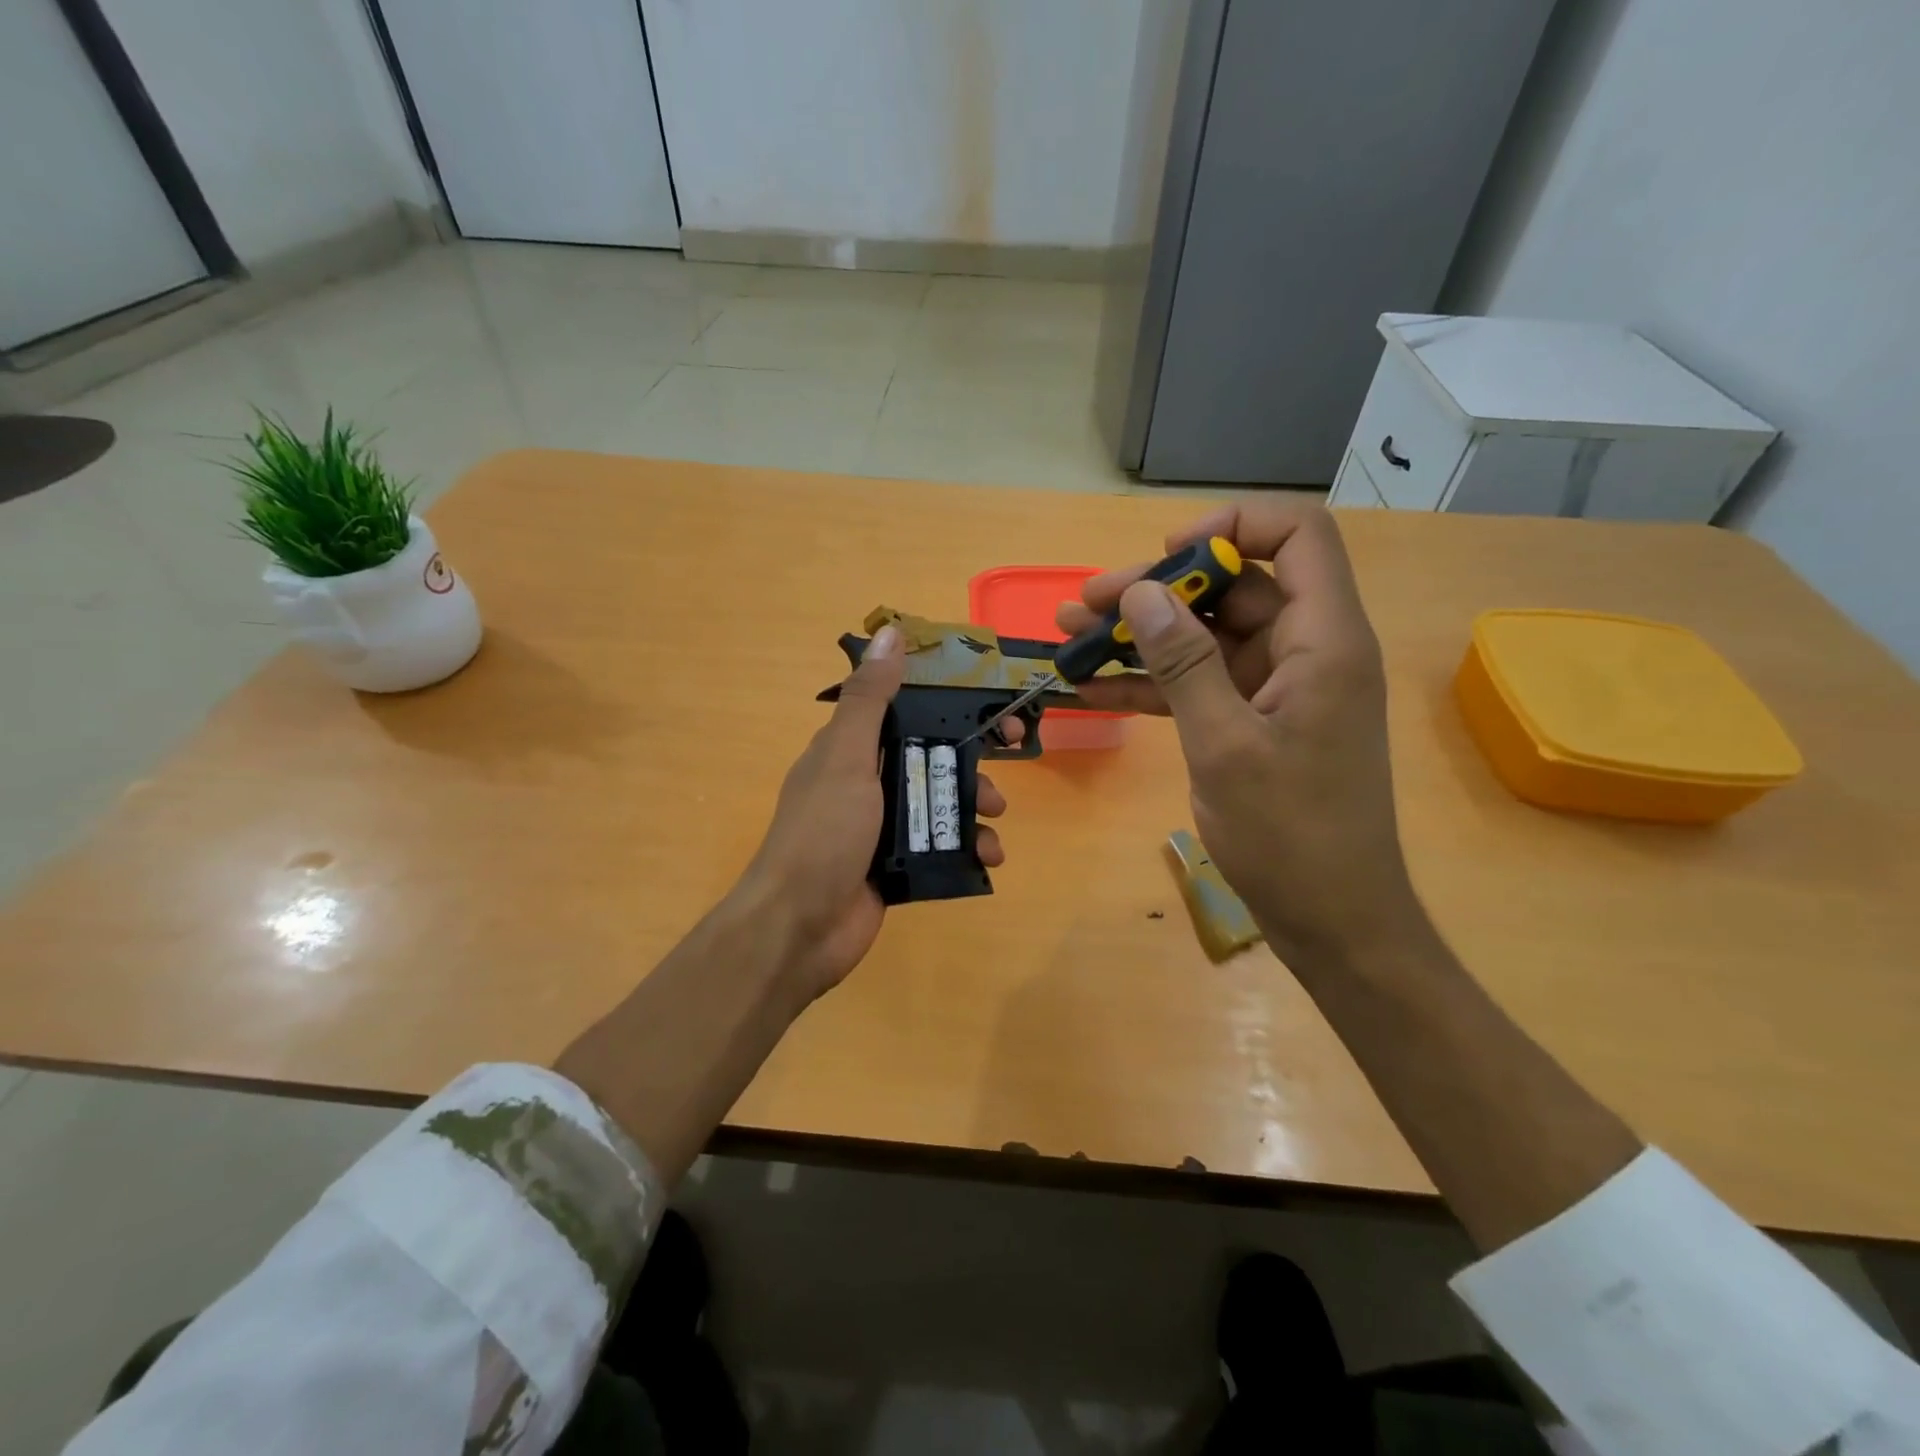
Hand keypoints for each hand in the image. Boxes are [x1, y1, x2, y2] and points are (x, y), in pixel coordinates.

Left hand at [739, 624, 1011, 999]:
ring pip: (941, 802)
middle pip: (930, 755)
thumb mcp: (846, 757)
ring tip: (995, 820)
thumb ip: (869, 699)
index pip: (905, 709)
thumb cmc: (823, 832)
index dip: (946, 701)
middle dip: (970, 757)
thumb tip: (890, 632)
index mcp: (850, 749)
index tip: (985, 699)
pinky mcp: (898, 866)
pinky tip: (989, 857)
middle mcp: (867, 782)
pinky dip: (969, 848)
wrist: (799, 927)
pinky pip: (942, 846)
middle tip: (1010, 754)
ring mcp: (883, 827)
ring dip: (975, 805)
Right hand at [1057, 503, 1415, 965]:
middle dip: (1157, 589)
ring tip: (1070, 639)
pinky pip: (1197, 684)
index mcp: (1323, 639)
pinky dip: (1150, 684)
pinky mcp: (1253, 722)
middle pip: (1232, 587)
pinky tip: (1091, 692)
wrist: (1331, 918)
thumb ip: (1183, 663)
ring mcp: (1277, 688)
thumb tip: (1142, 593)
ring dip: (1140, 637)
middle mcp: (1305, 650)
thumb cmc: (1290, 833)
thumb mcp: (1225, 744)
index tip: (1168, 556)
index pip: (1297, 535)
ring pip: (1205, 637)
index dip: (1232, 527)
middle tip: (1084, 605)